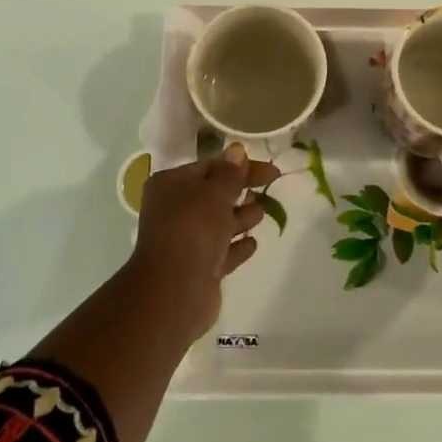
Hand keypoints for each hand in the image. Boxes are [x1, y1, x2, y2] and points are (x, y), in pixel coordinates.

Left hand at [127, 144, 277, 343]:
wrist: (174, 291)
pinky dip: (236, 246)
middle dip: (240, 190)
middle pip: (213, 194)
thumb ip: (230, 173)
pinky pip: (221, 252)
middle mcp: (173, 210)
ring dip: (240, 217)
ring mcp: (184, 242)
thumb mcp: (215, 193)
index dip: (239, 165)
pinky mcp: (197, 269)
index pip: (209, 166)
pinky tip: (253, 242)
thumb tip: (236, 150)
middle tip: (271, 185)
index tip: (269, 169)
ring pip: (217, 224)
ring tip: (262, 212)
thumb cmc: (193, 230)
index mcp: (170, 185)